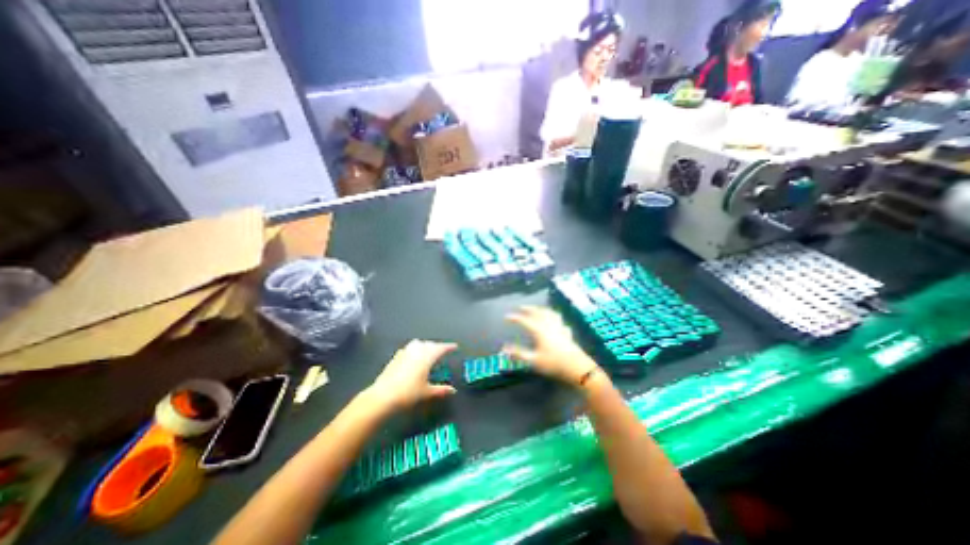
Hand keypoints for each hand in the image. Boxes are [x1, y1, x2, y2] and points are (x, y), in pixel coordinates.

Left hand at [367, 338, 457, 410]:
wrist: (383, 396)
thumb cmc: (408, 393)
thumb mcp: (427, 392)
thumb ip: (441, 390)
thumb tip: (453, 391)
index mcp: (427, 357)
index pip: (440, 348)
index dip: (448, 347)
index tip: (455, 346)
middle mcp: (417, 351)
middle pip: (430, 344)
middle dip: (437, 346)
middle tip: (443, 351)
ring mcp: (405, 352)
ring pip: (418, 344)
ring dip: (425, 345)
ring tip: (428, 352)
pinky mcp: (396, 357)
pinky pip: (408, 348)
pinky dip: (414, 349)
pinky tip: (413, 357)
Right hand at [503, 303, 595, 385]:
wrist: (577, 367)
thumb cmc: (553, 364)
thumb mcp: (534, 360)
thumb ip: (519, 354)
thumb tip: (504, 349)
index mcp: (539, 331)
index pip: (525, 321)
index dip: (515, 318)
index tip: (507, 317)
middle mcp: (549, 325)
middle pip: (538, 313)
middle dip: (529, 309)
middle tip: (521, 307)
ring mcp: (559, 328)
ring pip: (550, 314)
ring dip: (542, 309)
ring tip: (538, 309)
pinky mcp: (567, 333)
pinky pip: (560, 321)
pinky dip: (555, 318)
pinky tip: (556, 322)